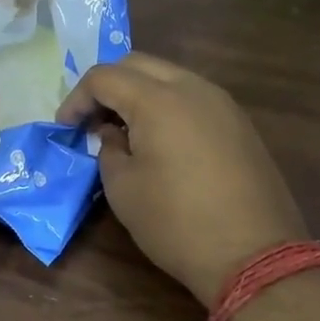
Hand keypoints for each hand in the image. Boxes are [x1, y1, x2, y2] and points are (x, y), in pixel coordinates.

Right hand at [57, 53, 305, 305]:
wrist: (254, 256)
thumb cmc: (176, 222)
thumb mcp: (122, 188)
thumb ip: (109, 149)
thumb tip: (113, 133)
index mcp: (157, 100)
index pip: (104, 77)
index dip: (77, 99)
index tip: (65, 128)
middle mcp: (192, 88)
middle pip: (137, 64)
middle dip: (107, 86)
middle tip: (92, 120)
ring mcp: (222, 104)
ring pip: (169, 76)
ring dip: (139, 93)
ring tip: (124, 129)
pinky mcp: (240, 124)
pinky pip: (193, 98)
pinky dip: (167, 106)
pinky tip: (160, 140)